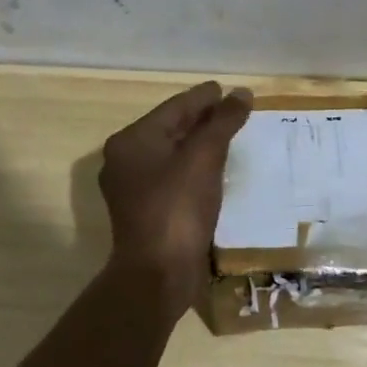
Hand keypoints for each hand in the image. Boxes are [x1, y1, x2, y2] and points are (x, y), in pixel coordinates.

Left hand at [99, 81, 253, 317]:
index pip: (174, 108)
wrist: (158, 277)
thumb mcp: (205, 156)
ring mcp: (132, 189)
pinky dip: (194, 168)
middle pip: (170, 128)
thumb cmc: (178, 207)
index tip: (227, 90)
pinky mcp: (145, 213)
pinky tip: (215, 168)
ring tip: (228, 134)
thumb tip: (242, 93)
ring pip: (172, 154)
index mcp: (131, 140)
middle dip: (202, 119)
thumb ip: (223, 120)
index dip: (204, 97)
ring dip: (199, 144)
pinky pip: (173, 177)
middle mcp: (125, 160)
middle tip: (233, 110)